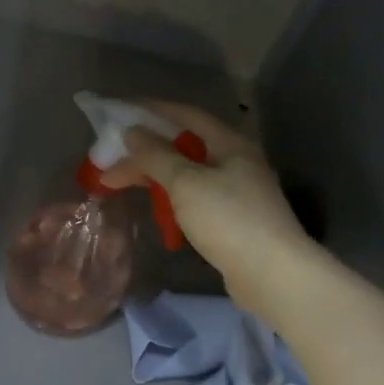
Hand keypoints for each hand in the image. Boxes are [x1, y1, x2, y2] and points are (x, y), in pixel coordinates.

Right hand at [98, 101, 318, 314]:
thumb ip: (156, 156)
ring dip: (157, 178)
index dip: (153, 110)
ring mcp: (238, 193)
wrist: (272, 274)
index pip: (187, 116)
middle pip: (185, 147)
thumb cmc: (228, 219)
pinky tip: (157, 209)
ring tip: (123, 185)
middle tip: (111, 162)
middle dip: (147, 153)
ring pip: (189, 176)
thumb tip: (132, 131)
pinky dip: (173, 200)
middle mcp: (237, 162)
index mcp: (230, 144)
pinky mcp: (234, 221)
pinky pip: (196, 200)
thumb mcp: (186, 183)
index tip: (121, 112)